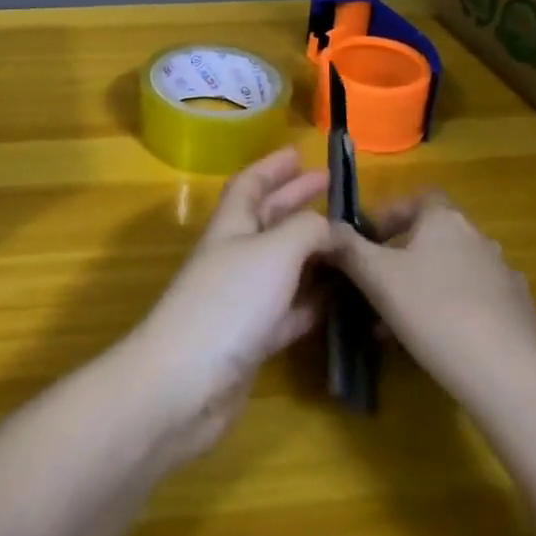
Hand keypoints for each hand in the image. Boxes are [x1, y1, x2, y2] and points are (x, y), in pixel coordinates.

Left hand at [126, 148, 333, 456]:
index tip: (299, 153)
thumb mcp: (273, 252)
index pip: (249, 185)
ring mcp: (242, 299)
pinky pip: (290, 309)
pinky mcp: (252, 339)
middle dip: (298, 202)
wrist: (185, 382)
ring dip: (313, 252)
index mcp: (230, 226)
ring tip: (351, 244)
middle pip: (268, 220)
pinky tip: (340, 299)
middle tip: (336, 190)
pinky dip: (314, 300)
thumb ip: (306, 231)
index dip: (272, 167)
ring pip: (283, 266)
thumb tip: (332, 226)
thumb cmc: (228, 303)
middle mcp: (234, 257)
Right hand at [331, 190, 535, 413]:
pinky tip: (436, 345)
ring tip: (395, 325)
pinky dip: (452, 313)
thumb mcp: (376, 277)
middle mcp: (480, 240)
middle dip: (401, 259)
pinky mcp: (523, 316)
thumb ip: (347, 248)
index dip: (392, 213)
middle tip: (375, 287)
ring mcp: (506, 278)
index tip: (369, 240)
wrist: (512, 378)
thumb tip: (326, 227)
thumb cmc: (434, 312)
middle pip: (434, 238)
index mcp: (446, 221)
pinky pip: (476, 304)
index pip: (419, 199)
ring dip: (423, 289)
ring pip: (451, 274)